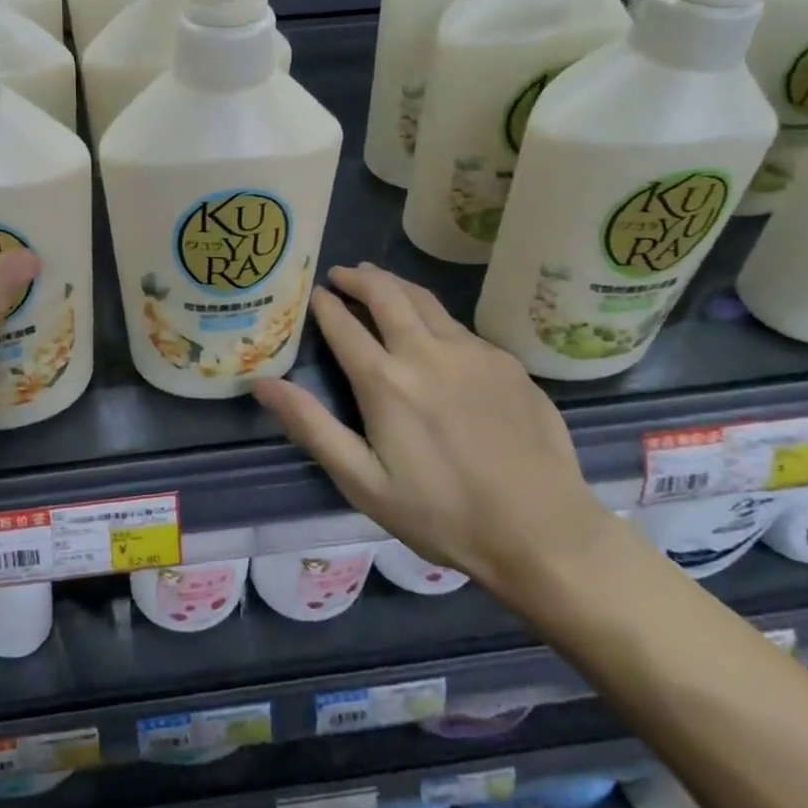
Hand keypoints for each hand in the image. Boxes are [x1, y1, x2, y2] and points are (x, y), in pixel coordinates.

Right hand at [253, 263, 611, 607]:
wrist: (544, 533)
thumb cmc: (443, 514)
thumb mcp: (364, 482)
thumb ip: (311, 426)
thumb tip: (263, 383)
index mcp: (385, 381)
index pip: (343, 324)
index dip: (324, 305)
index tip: (313, 293)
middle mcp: (426, 352)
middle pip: (386, 293)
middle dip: (358, 277)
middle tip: (342, 274)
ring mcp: (472, 352)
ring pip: (424, 299)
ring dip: (394, 284)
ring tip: (378, 280)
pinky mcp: (505, 362)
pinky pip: (458, 325)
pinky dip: (432, 314)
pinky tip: (432, 330)